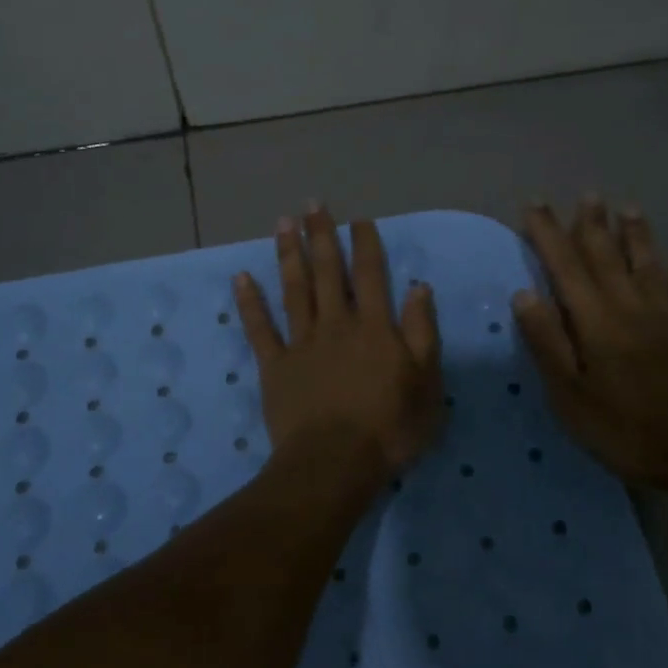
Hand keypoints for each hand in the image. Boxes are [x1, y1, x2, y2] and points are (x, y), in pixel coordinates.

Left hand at [234, 206, 444, 480]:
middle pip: (327, 272)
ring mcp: (301, 343)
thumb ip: (422, 332)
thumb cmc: (389, 428)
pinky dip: (249, 302)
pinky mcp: (275, 366)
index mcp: (373, 327)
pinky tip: (240, 277)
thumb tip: (418, 287)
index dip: (364, 244)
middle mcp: (335, 324)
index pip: (369, 275)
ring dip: (288, 254)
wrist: (335, 463)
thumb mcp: (427, 383)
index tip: (358, 219)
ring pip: (294, 289)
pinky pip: (259, 328)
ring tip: (283, 223)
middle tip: (312, 204)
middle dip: (321, 236)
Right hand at [512, 197, 667, 489]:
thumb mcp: (570, 395)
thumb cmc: (628, 429)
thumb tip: (525, 294)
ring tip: (630, 209)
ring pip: (651, 266)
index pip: (565, 266)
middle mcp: (633, 306)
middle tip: (586, 195)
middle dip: (592, 225)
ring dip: (638, 237)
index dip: (548, 234)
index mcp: (596, 320)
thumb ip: (547, 343)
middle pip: (608, 256)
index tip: (534, 205)